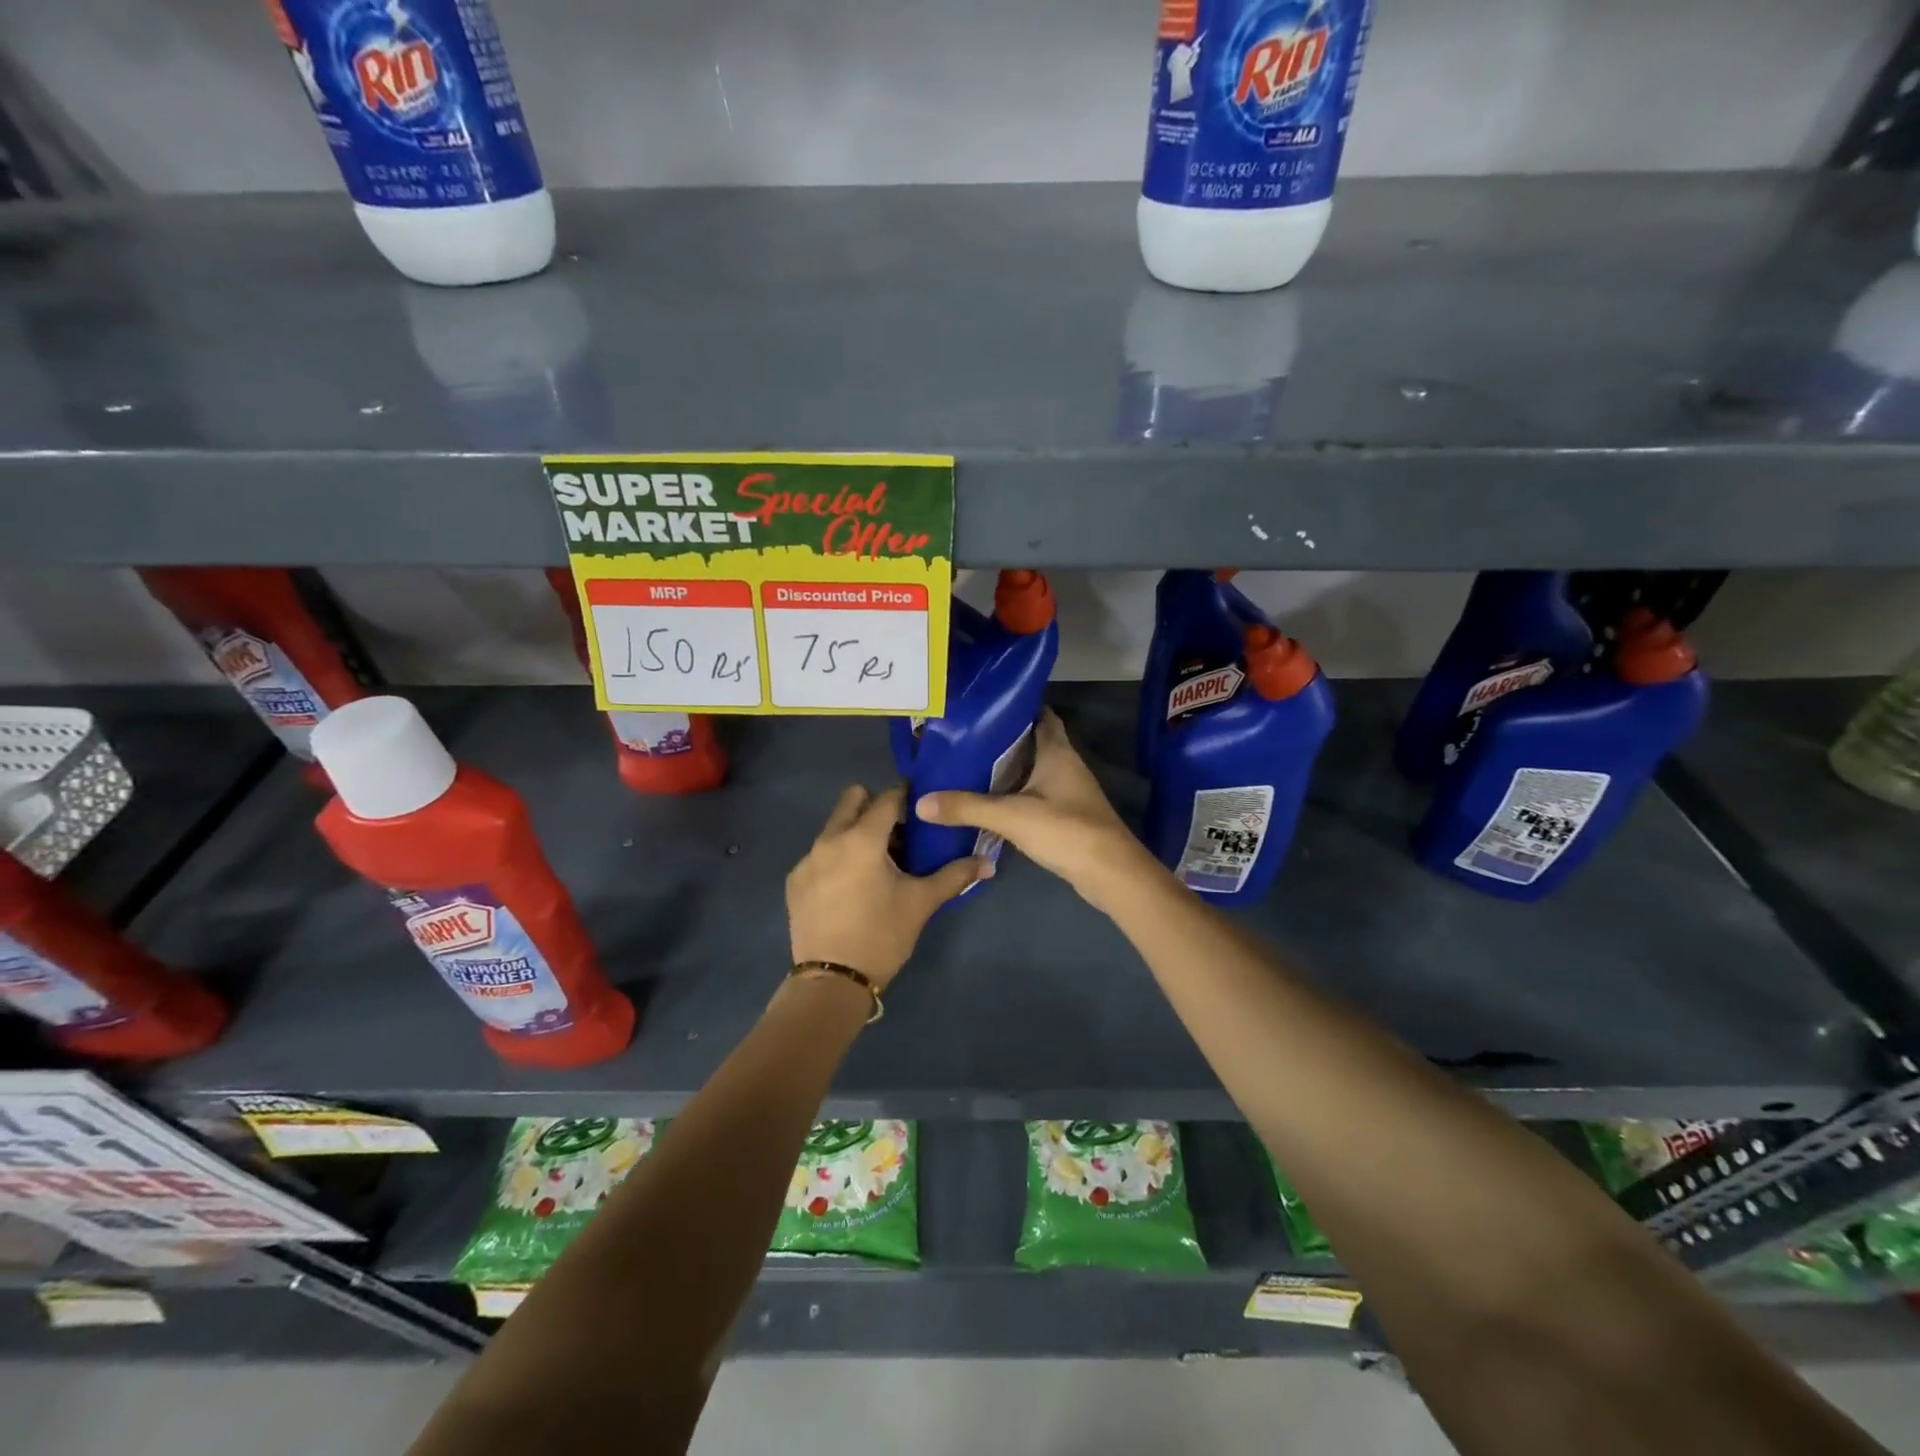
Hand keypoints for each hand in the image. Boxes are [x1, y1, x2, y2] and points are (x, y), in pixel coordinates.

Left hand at [786, 784, 990, 988]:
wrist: (833, 980)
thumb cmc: (882, 935)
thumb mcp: (921, 903)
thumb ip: (955, 875)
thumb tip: (988, 862)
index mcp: (862, 838)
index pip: (887, 798)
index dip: (907, 799)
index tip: (920, 813)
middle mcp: (830, 839)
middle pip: (852, 800)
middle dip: (875, 807)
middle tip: (896, 834)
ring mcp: (807, 859)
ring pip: (834, 827)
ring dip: (855, 833)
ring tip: (874, 866)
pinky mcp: (795, 880)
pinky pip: (819, 853)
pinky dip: (836, 858)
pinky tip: (849, 888)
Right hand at [914, 710, 1162, 910]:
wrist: (1110, 873)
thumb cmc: (1066, 830)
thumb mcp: (1011, 816)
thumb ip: (967, 808)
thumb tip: (921, 803)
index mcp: (1057, 751)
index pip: (1040, 715)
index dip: (1015, 707)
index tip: (982, 706)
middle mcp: (1065, 765)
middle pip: (1032, 742)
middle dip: (1001, 739)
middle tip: (963, 738)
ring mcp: (1067, 792)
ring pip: (1032, 770)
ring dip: (1006, 768)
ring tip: (966, 766)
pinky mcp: (1065, 816)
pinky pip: (1034, 795)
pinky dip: (1013, 794)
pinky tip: (988, 802)